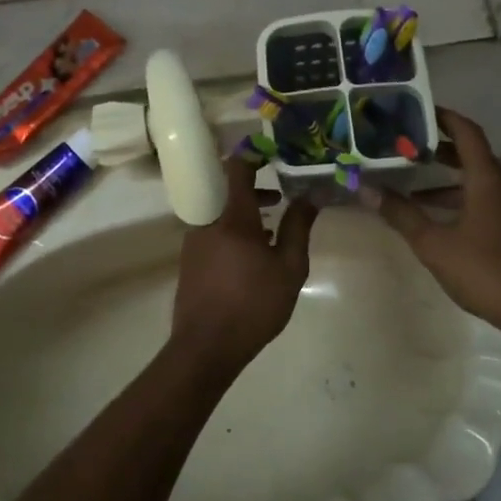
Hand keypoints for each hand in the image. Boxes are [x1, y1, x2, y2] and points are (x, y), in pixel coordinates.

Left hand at [169, 157, 317, 376]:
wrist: (205, 348)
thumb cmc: (253, 305)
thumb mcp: (289, 268)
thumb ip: (298, 227)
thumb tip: (310, 195)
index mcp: (232, 217)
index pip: (237, 167)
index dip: (254, 154)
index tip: (274, 153)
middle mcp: (208, 220)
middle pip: (229, 188)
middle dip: (256, 186)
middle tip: (281, 193)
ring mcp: (195, 240)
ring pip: (221, 211)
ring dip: (245, 210)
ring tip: (272, 224)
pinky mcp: (190, 259)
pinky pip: (213, 230)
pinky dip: (233, 228)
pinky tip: (252, 252)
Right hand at [363, 109, 500, 337]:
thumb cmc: (484, 270)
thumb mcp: (434, 243)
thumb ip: (401, 214)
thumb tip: (366, 190)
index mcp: (487, 179)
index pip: (466, 133)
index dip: (444, 117)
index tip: (418, 110)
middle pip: (471, 154)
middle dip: (439, 148)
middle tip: (406, 144)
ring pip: (476, 179)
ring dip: (446, 179)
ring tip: (411, 182)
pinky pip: (483, 198)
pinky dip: (458, 198)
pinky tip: (434, 216)